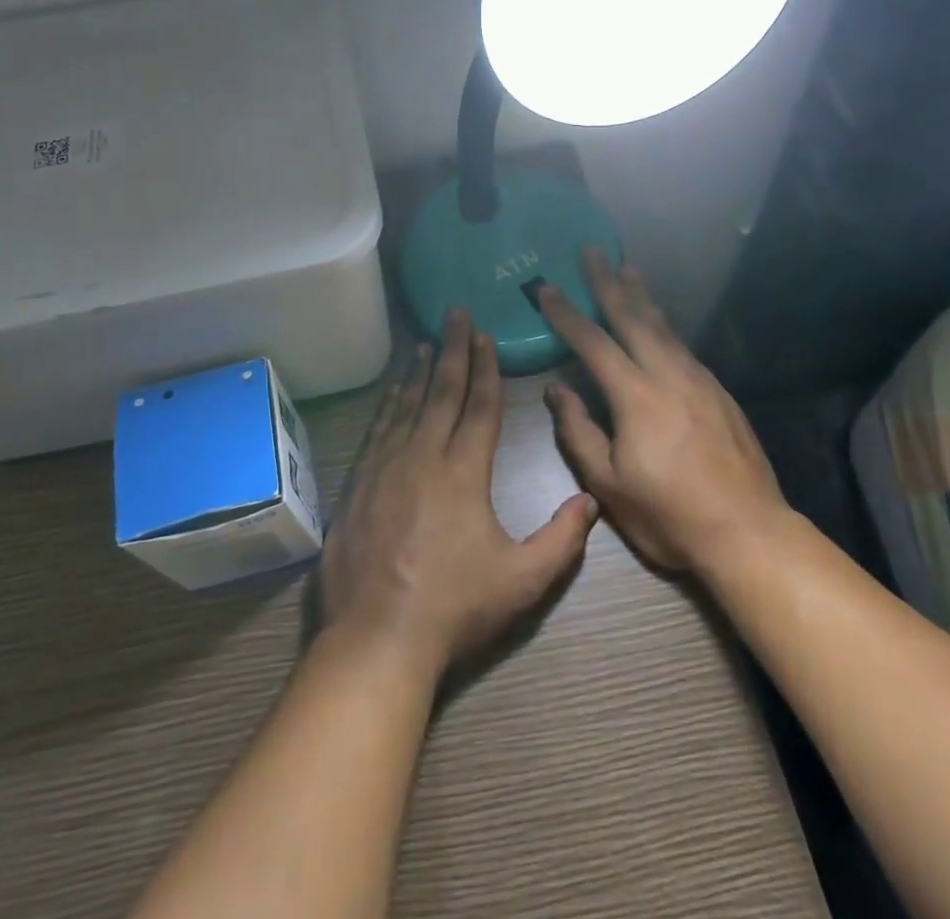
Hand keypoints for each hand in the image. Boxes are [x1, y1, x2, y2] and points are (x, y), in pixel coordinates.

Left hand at [318, 309, 598, 678]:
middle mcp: (422, 455)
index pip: (479, 406)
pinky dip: (387, 402)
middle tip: (455, 312)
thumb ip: (562, 540)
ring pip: (405, 404)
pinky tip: (391, 391)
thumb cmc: (454, 608)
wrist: (377, 637)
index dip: (486, 367)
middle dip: (453, 350)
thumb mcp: (522, 581)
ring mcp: (384, 466)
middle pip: (442, 392)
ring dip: (419, 371)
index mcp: (463, 472)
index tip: (486, 334)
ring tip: (427, 342)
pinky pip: (376, 428)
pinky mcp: (358, 483)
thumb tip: (591, 501)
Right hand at [537, 249, 788, 573]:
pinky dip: (664, 325)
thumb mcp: (610, 485)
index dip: (566, 313)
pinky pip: (683, 346)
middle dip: (608, 282)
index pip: (593, 342)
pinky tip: (660, 324)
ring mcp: (699, 381)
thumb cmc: (670, 515)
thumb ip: (579, 432)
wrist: (749, 533)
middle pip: (633, 317)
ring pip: (664, 327)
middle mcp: (668, 375)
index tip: (546, 286)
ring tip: (627, 269)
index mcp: (636, 396)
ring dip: (641, 296)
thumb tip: (558, 389)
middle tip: (593, 250)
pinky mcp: (719, 393)